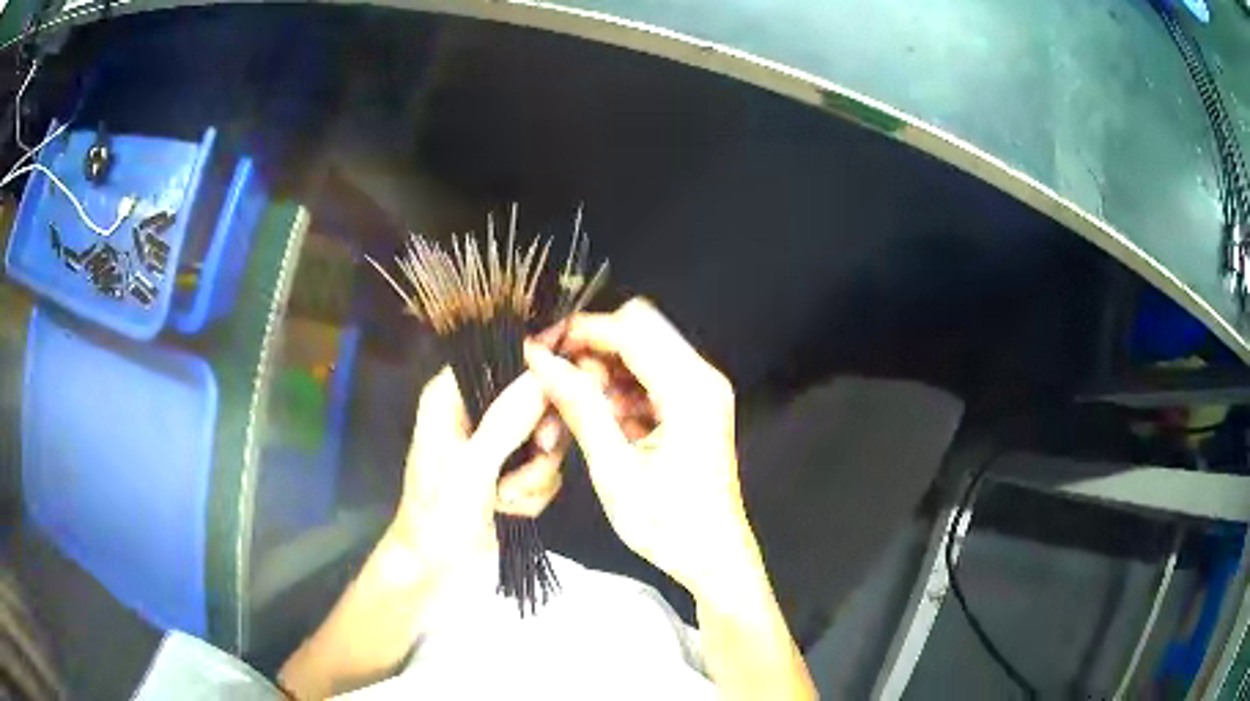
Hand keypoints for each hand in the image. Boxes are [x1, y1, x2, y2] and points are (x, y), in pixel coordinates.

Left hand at [386, 366, 566, 586]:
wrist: (437, 571)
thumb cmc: (439, 515)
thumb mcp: (471, 468)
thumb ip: (507, 421)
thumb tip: (543, 375)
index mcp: (453, 397)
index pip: (502, 360)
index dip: (536, 372)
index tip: (560, 396)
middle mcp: (477, 414)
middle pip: (535, 401)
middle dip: (538, 441)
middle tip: (536, 456)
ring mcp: (497, 446)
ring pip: (546, 441)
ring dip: (534, 476)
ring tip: (506, 499)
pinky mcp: (513, 475)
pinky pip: (545, 471)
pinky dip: (533, 495)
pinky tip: (510, 511)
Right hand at [524, 299, 758, 599]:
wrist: (712, 558)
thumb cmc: (668, 524)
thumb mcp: (615, 468)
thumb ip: (580, 406)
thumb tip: (541, 359)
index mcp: (690, 390)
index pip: (630, 331)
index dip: (580, 332)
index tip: (539, 347)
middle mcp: (702, 379)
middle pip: (639, 331)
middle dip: (591, 348)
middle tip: (554, 381)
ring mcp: (700, 392)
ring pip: (640, 353)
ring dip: (601, 372)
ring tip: (568, 409)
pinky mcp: (693, 407)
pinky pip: (648, 379)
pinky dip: (617, 392)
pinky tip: (597, 421)